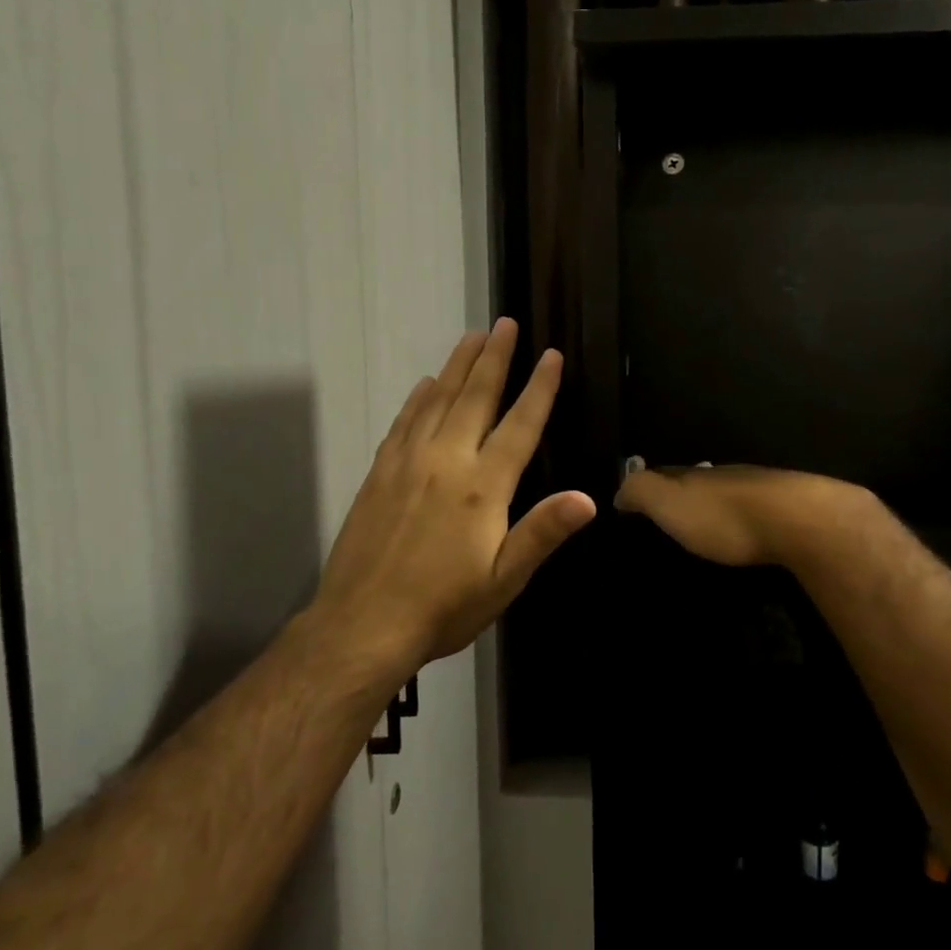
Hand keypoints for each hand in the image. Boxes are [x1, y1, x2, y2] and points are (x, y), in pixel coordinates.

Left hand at [308, 319, 596, 677]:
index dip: (540, 388)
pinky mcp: (380, 472)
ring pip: (438, 400)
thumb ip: (542, 533)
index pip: (519, 424)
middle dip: (495, 357)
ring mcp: (408, 463)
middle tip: (505, 324)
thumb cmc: (443, 607)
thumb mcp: (503, 580)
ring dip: (458, 366)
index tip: (552, 355)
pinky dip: (418, 397)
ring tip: (472, 337)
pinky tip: (426, 384)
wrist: (362, 626)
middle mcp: (446, 461)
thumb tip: (589, 498)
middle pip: (475, 397)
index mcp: (482, 487)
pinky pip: (404, 421)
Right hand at [611, 463, 866, 568]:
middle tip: (666, 520)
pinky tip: (741, 537)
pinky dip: (739, 522)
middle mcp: (724, 476)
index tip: (632, 505)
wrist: (798, 521)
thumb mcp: (669, 502)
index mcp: (693, 474)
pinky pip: (751, 513)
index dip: (646, 487)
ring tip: (702, 532)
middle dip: (679, 496)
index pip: (662, 474)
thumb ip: (641, 491)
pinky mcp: (785, 513)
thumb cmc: (724, 516)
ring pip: (725, 495)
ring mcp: (758, 491)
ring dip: (712, 508)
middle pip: (695, 482)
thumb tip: (618, 490)